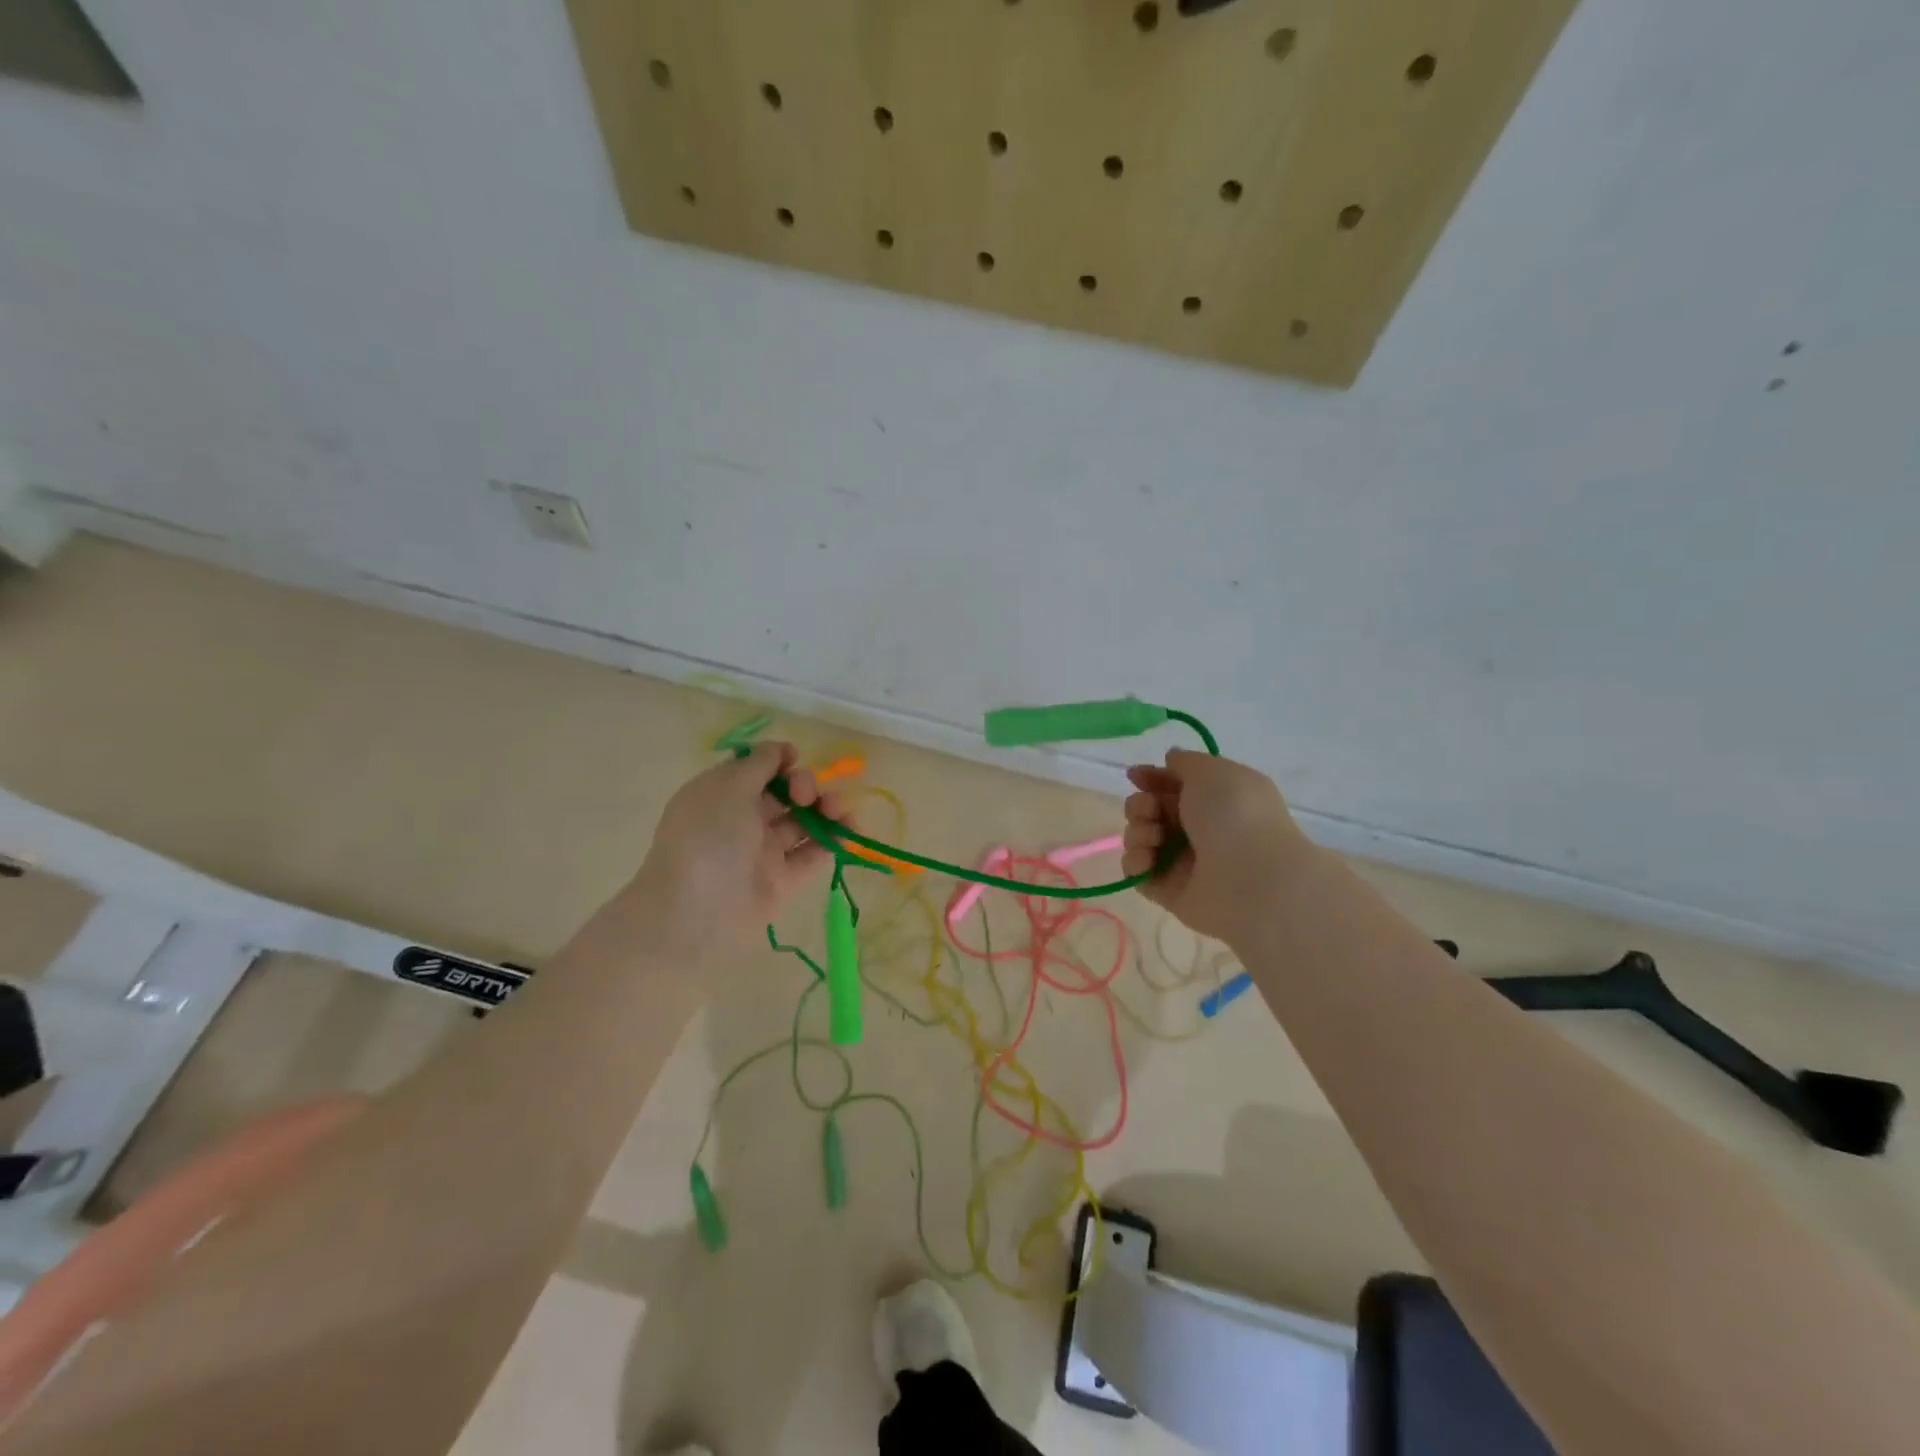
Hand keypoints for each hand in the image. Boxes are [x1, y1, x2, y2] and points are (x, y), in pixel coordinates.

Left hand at [622, 743, 842, 965]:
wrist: (694, 913)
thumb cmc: (708, 838)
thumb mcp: (728, 787)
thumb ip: (759, 763)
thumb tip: (782, 750)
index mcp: (722, 793)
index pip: (757, 769)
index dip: (779, 760)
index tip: (793, 759)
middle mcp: (743, 819)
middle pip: (785, 793)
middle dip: (805, 784)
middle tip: (806, 795)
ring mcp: (764, 851)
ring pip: (803, 822)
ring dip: (826, 809)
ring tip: (839, 811)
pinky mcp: (784, 880)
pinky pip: (813, 854)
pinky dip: (833, 841)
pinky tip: (850, 831)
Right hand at [1120, 749, 1314, 943]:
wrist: (1250, 876)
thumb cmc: (1234, 815)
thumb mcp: (1212, 770)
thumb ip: (1185, 762)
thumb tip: (1171, 760)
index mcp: (1215, 799)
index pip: (1173, 785)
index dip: (1152, 778)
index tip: (1135, 776)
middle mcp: (1199, 829)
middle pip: (1150, 810)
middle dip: (1140, 805)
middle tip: (1150, 810)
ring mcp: (1183, 862)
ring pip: (1140, 838)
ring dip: (1138, 831)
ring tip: (1155, 837)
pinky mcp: (1168, 890)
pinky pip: (1137, 871)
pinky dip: (1136, 862)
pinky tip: (1149, 859)